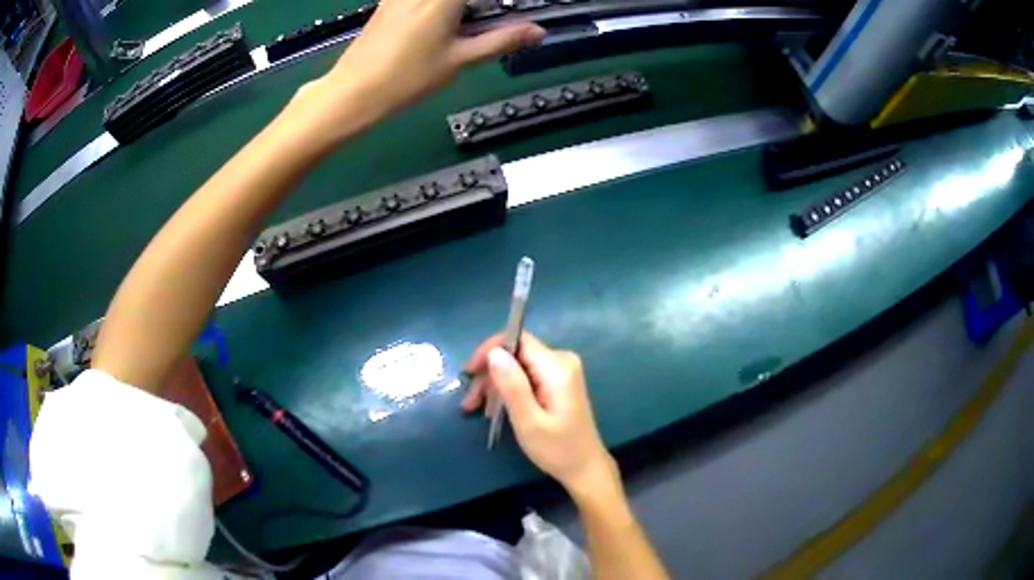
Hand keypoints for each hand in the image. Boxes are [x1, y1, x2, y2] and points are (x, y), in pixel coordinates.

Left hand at [305, 0, 544, 131]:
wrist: (353, 91)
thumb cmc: (407, 77)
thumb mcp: (460, 59)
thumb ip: (502, 40)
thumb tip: (538, 32)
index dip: (495, 4)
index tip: (503, 12)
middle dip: (479, 6)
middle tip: (488, 19)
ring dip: (460, 8)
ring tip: (467, 23)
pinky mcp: (388, 2)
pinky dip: (438, 7)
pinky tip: (444, 21)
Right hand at [463, 333, 617, 494]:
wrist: (585, 468)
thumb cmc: (557, 449)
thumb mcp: (529, 422)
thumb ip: (512, 385)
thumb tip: (493, 352)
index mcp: (557, 367)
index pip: (517, 339)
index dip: (489, 351)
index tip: (469, 374)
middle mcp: (561, 361)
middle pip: (515, 353)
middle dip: (489, 374)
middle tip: (469, 402)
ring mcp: (561, 371)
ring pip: (518, 365)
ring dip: (495, 384)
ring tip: (477, 410)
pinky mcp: (558, 382)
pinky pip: (526, 376)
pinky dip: (508, 389)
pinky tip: (495, 409)